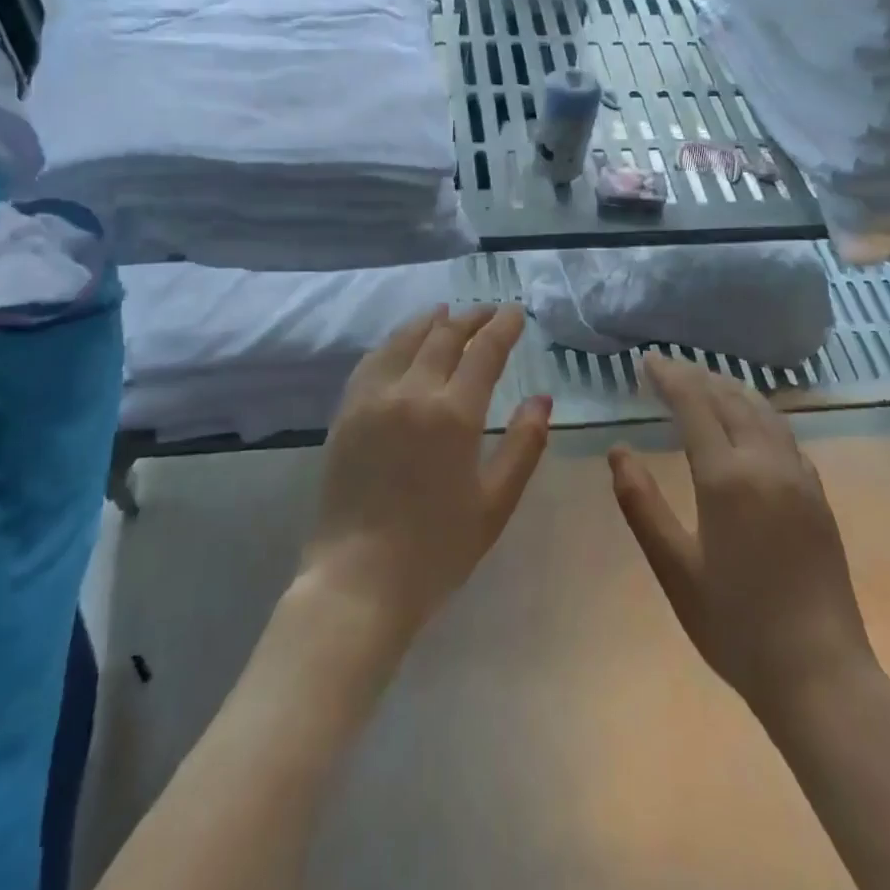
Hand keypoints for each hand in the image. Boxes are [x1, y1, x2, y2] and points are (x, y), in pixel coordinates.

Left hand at [301, 305, 551, 644]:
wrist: (359, 579)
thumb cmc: (437, 548)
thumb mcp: (495, 503)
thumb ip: (523, 445)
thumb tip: (542, 398)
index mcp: (454, 414)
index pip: (484, 351)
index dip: (503, 326)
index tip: (515, 311)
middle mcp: (413, 392)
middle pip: (445, 336)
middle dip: (470, 318)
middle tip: (487, 311)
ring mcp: (374, 397)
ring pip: (405, 339)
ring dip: (431, 321)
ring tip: (446, 313)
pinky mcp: (347, 410)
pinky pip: (373, 359)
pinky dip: (394, 341)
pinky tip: (402, 343)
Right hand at [610, 354, 875, 717]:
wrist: (821, 675)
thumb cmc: (736, 626)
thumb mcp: (674, 569)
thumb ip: (641, 504)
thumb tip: (618, 451)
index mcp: (726, 478)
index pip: (694, 404)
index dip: (669, 376)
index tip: (646, 361)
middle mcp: (766, 464)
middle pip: (730, 398)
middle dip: (697, 376)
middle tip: (668, 366)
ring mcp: (799, 477)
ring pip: (763, 411)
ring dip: (731, 388)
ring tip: (705, 380)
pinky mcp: (818, 496)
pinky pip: (784, 434)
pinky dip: (758, 412)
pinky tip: (749, 421)